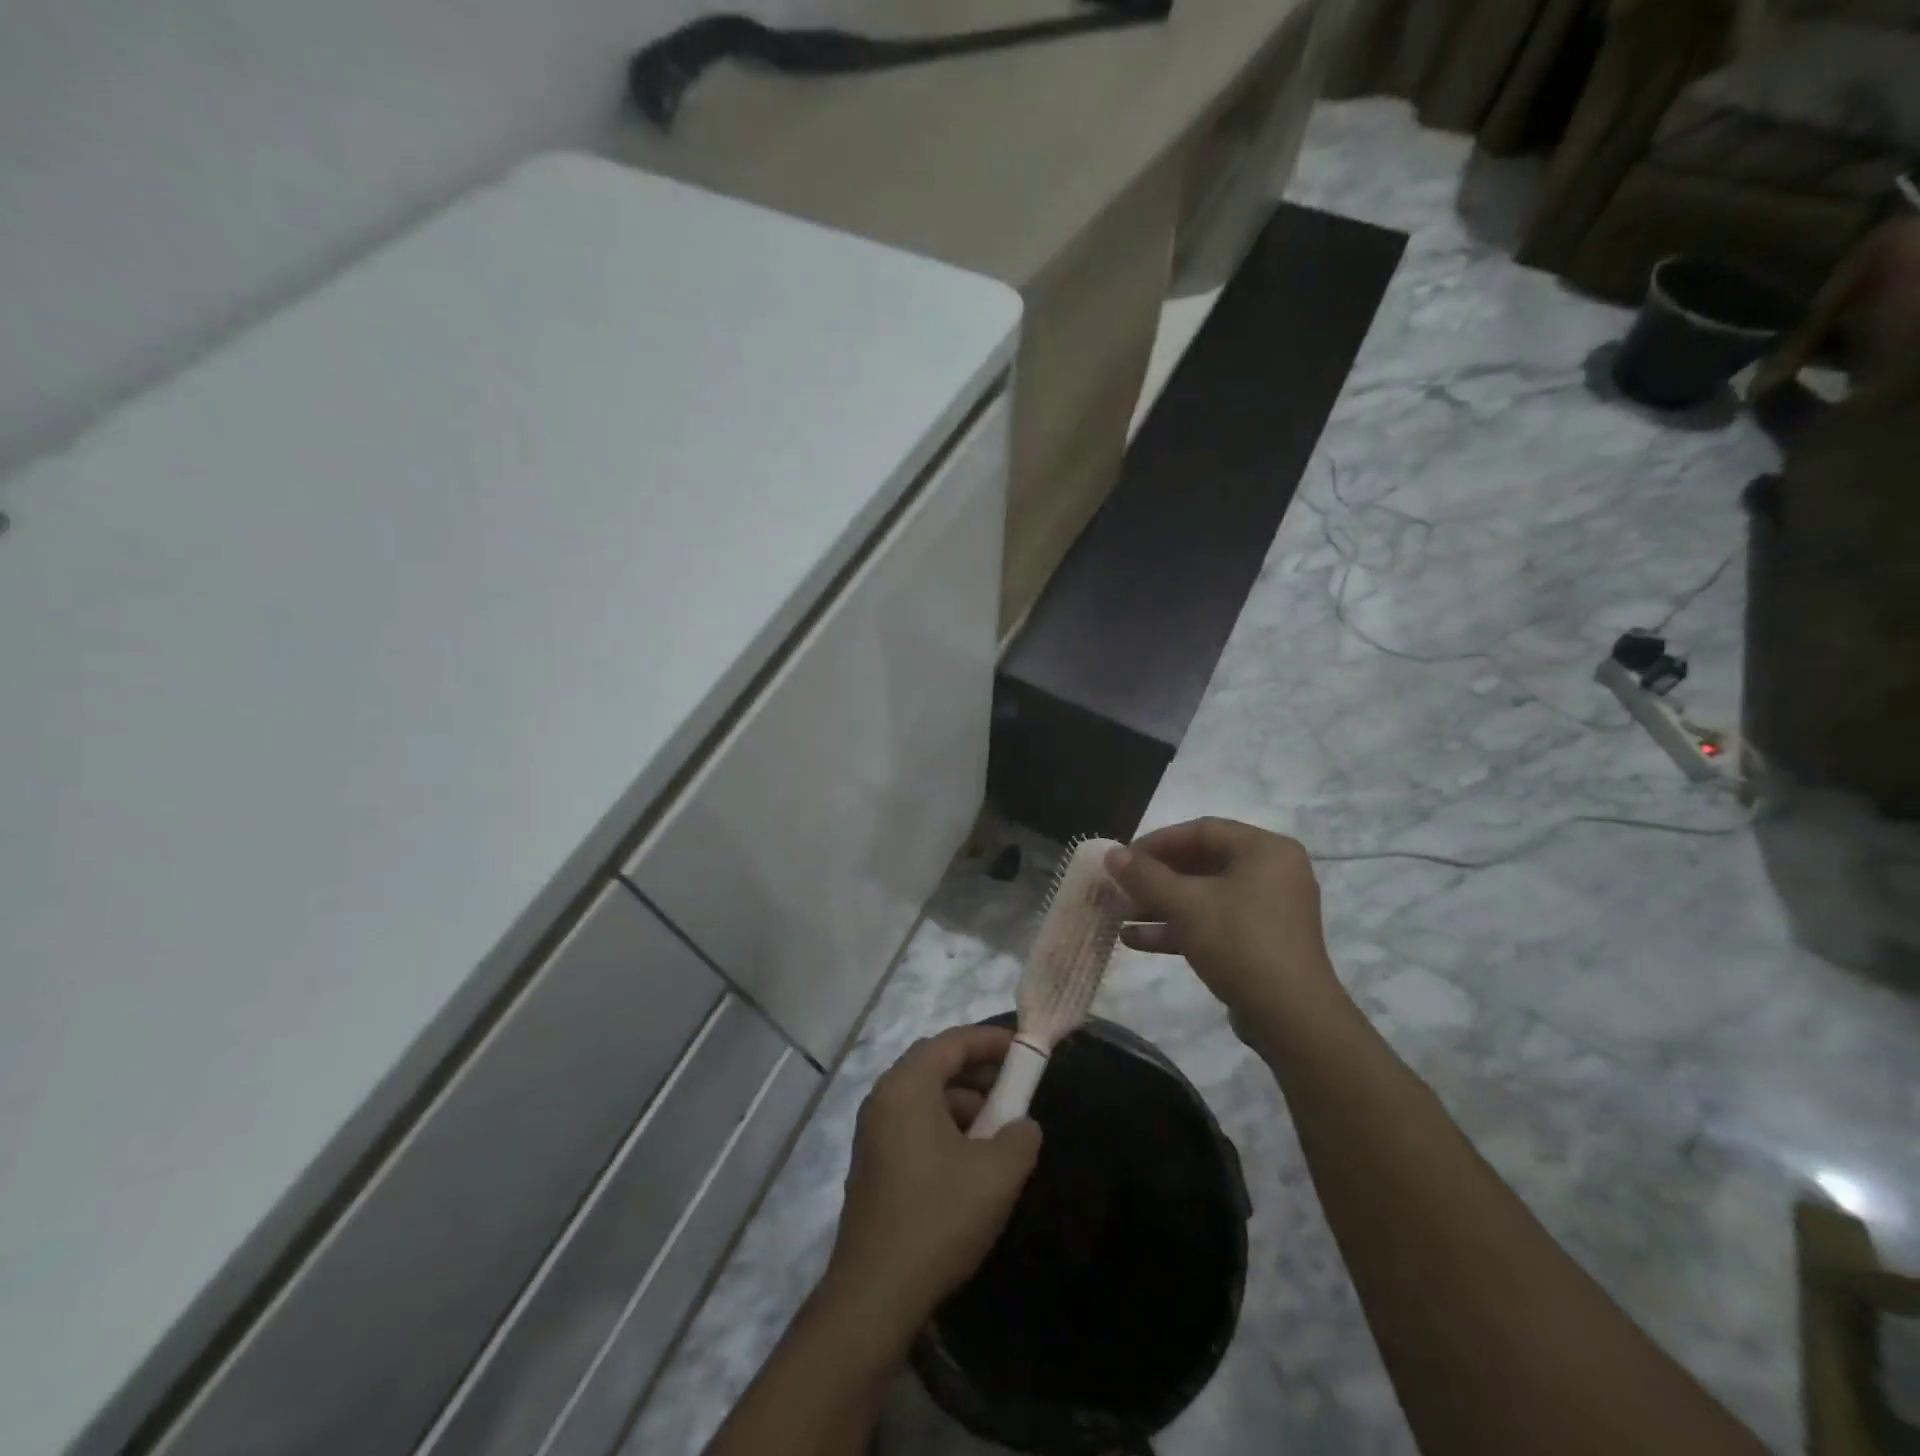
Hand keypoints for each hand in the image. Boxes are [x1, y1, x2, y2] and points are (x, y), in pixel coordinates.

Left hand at [823, 1024, 1041, 1341]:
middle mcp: (883, 1097)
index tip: (1024, 1048)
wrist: (875, 1293)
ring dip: (964, 1104)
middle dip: (978, 1071)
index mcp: (907, 1086)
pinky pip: (914, 1125)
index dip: (990, 1040)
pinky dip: (944, 1128)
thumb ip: (1020, 1137)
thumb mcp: (996, 1174)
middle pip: (935, 1065)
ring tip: (998, 1132)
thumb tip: (1023, 1125)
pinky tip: (970, 1162)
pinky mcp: (872, 1163)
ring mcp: (873, 1131)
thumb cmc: (938, 1217)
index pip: (952, 1042)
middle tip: (1014, 1087)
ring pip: (925, 1098)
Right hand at [1105, 818, 1342, 1032]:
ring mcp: (1268, 910)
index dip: (1157, 842)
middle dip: (1155, 878)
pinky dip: (1178, 927)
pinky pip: (1214, 922)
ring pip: (1204, 896)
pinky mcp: (1261, 943)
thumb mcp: (1184, 904)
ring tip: (1120, 914)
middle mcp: (1271, 872)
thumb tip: (1111, 853)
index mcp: (1264, 850)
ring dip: (1161, 905)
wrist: (1290, 1017)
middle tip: (1120, 887)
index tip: (1123, 859)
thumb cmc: (1239, 942)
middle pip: (1202, 863)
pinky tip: (1136, 940)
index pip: (1201, 830)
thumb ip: (1144, 875)